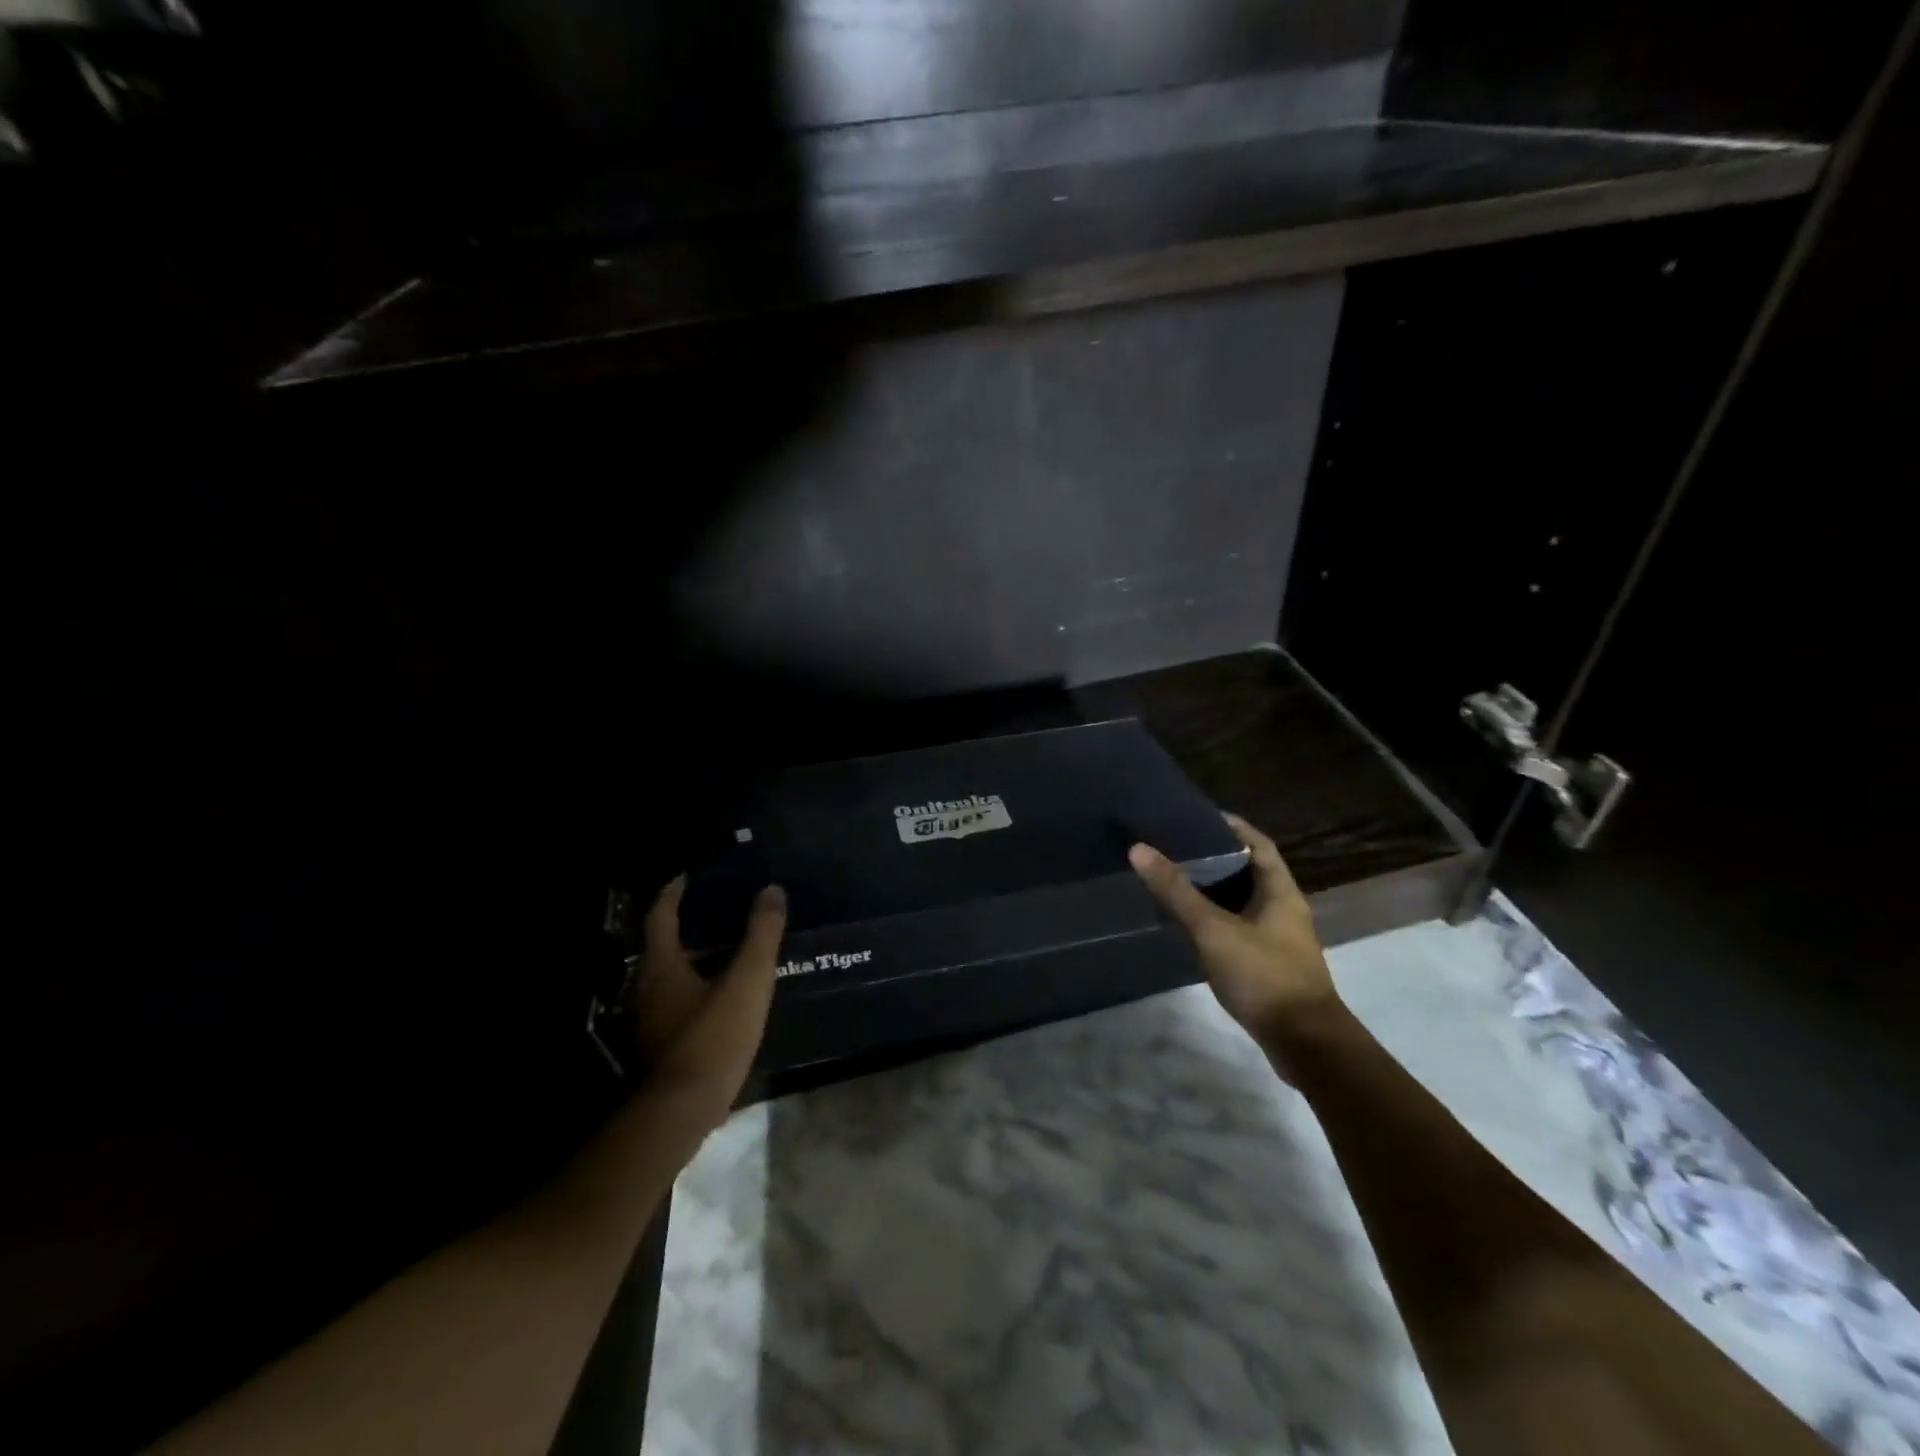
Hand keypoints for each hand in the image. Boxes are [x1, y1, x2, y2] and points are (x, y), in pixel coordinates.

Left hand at [630, 875, 786, 1128]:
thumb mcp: (747, 981)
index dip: (675, 890)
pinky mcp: (660, 1044)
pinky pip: (679, 999)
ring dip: (699, 957)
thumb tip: (771, 890)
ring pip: (673, 974)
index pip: (662, 914)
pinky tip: (728, 995)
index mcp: (661, 965)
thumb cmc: (713, 1038)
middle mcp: (646, 987)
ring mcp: (649, 1019)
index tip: (691, 874)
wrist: (681, 1113)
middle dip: (693, 924)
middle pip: (666, 943)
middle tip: (726, 910)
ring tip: (735, 950)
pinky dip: (700, 985)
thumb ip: (761, 935)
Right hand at [1128, 813, 1340, 1045]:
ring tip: (1177, 881)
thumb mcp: (1214, 930)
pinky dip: (1218, 920)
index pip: (1259, 846)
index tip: (1199, 817)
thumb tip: (1139, 849)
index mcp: (1281, 892)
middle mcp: (1285, 911)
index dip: (1233, 827)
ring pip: (1245, 903)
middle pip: (1251, 873)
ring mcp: (1280, 941)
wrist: (1306, 1044)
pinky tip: (1192, 927)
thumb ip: (1177, 892)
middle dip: (1218, 858)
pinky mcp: (1271, 966)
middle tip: (1177, 847)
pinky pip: (1241, 929)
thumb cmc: (1264, 975)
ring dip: (1216, 891)